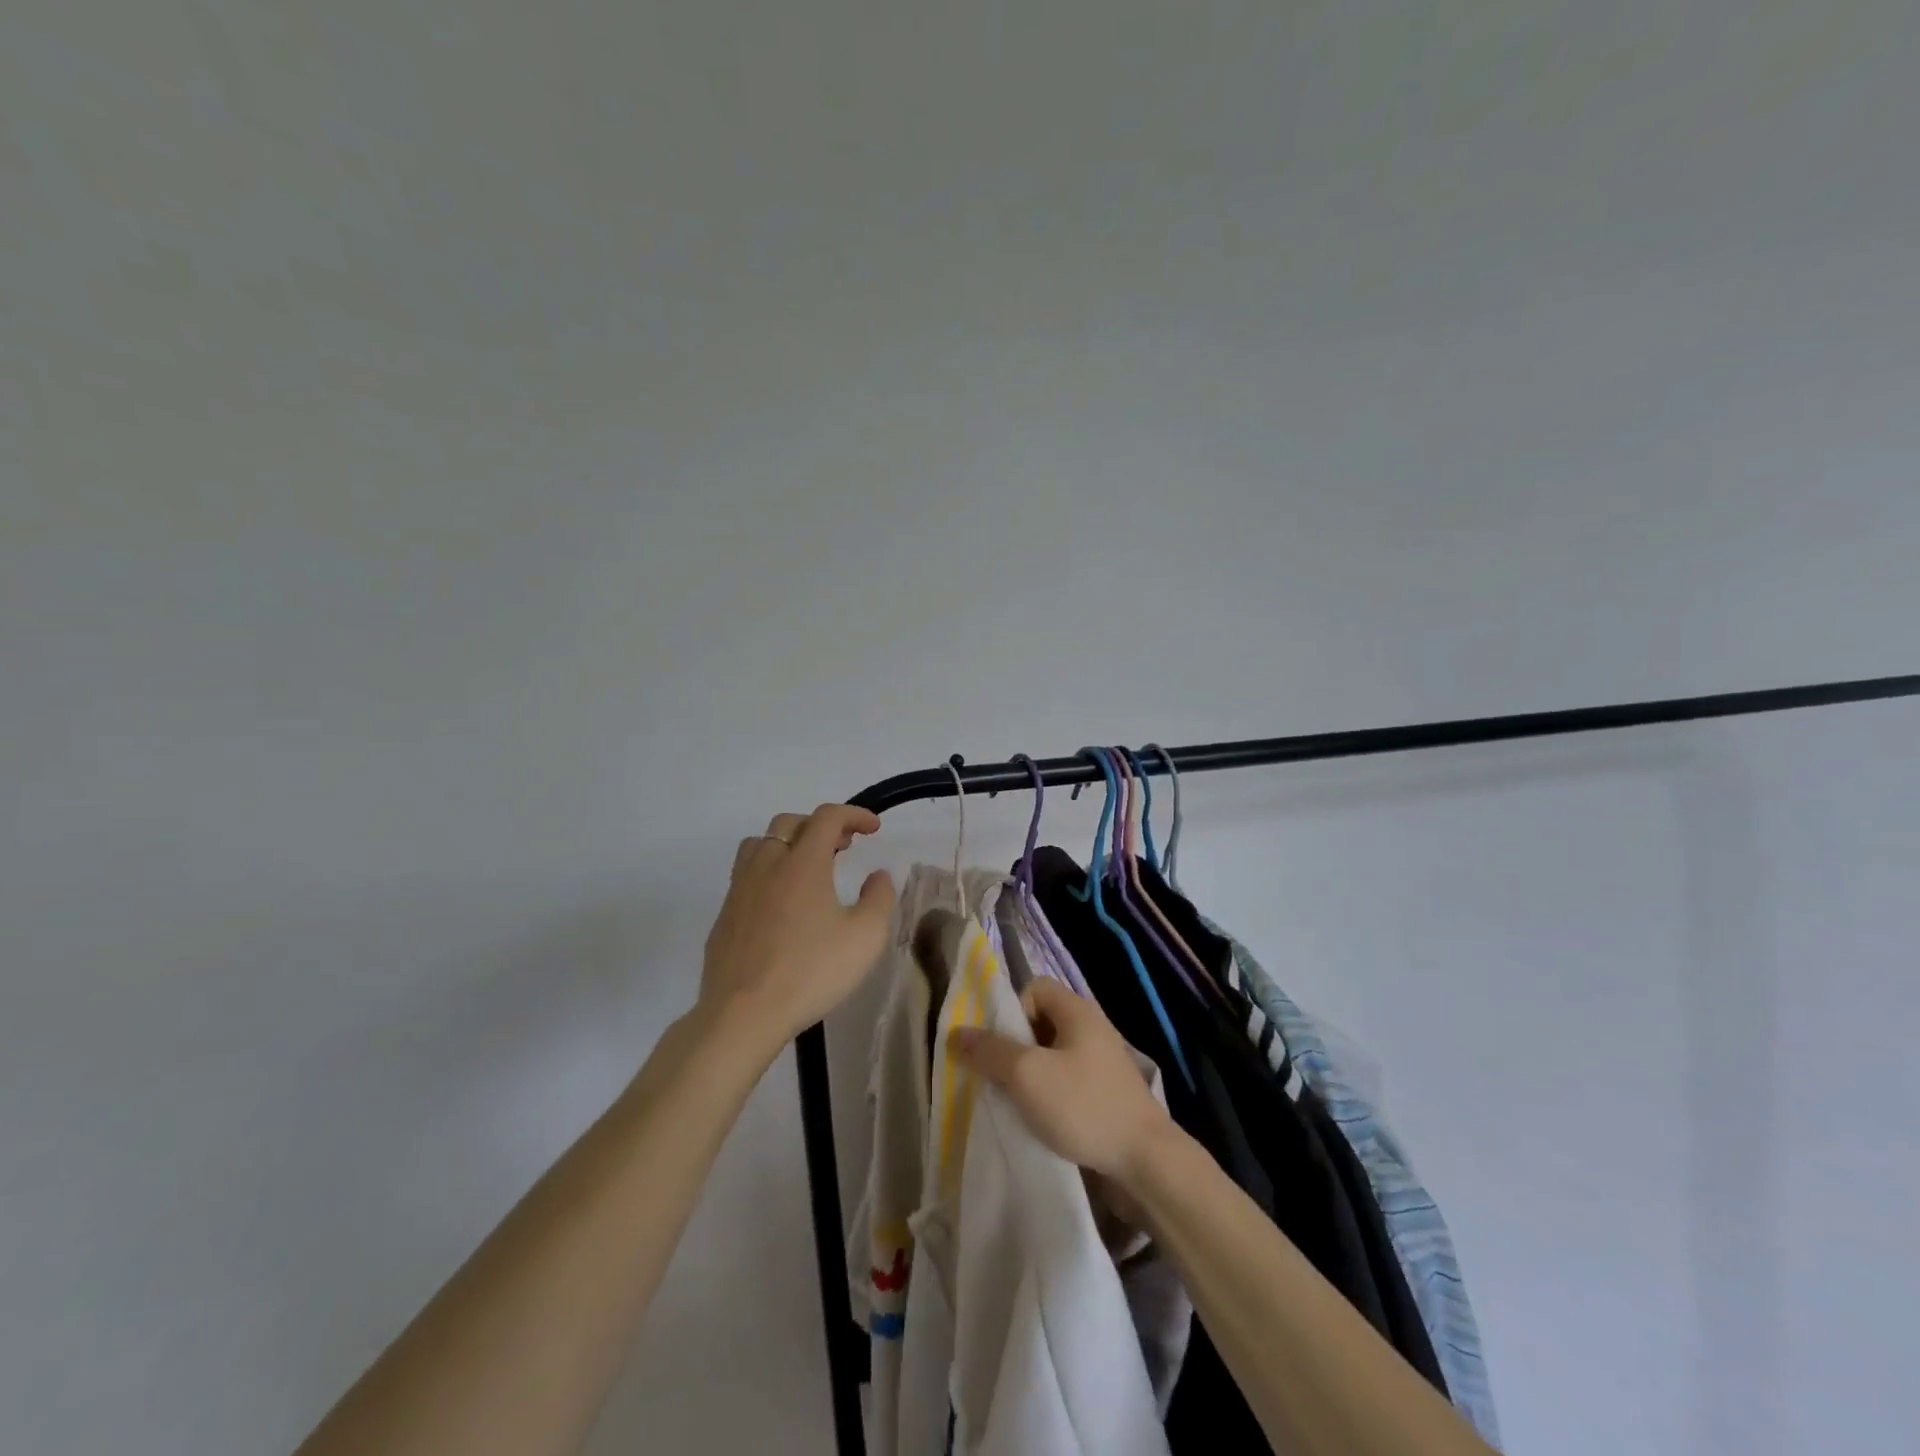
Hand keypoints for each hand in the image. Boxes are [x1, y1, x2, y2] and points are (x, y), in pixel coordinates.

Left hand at [698, 805, 895, 1056]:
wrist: (743, 1015)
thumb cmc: (810, 972)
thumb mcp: (865, 937)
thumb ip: (879, 898)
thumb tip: (878, 875)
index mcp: (803, 863)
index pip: (827, 817)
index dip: (854, 814)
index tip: (873, 828)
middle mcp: (767, 865)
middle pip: (790, 823)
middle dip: (821, 826)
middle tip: (844, 846)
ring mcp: (740, 890)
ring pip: (760, 844)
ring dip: (788, 843)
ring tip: (808, 867)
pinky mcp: (724, 916)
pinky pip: (746, 875)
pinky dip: (768, 872)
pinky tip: (781, 904)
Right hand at [948, 977, 1173, 1181]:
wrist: (1146, 1162)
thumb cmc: (1084, 1105)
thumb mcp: (1028, 1075)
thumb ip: (990, 1051)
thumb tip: (956, 1033)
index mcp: (1077, 1011)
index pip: (1034, 987)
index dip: (1012, 1010)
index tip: (1003, 1047)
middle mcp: (1092, 1028)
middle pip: (1040, 1022)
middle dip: (1016, 1047)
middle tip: (1002, 1078)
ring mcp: (1102, 1063)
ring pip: (1052, 1056)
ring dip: (1031, 1076)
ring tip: (1018, 1104)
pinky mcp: (1107, 1094)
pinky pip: (1067, 1082)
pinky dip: (1050, 1096)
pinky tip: (1043, 1122)